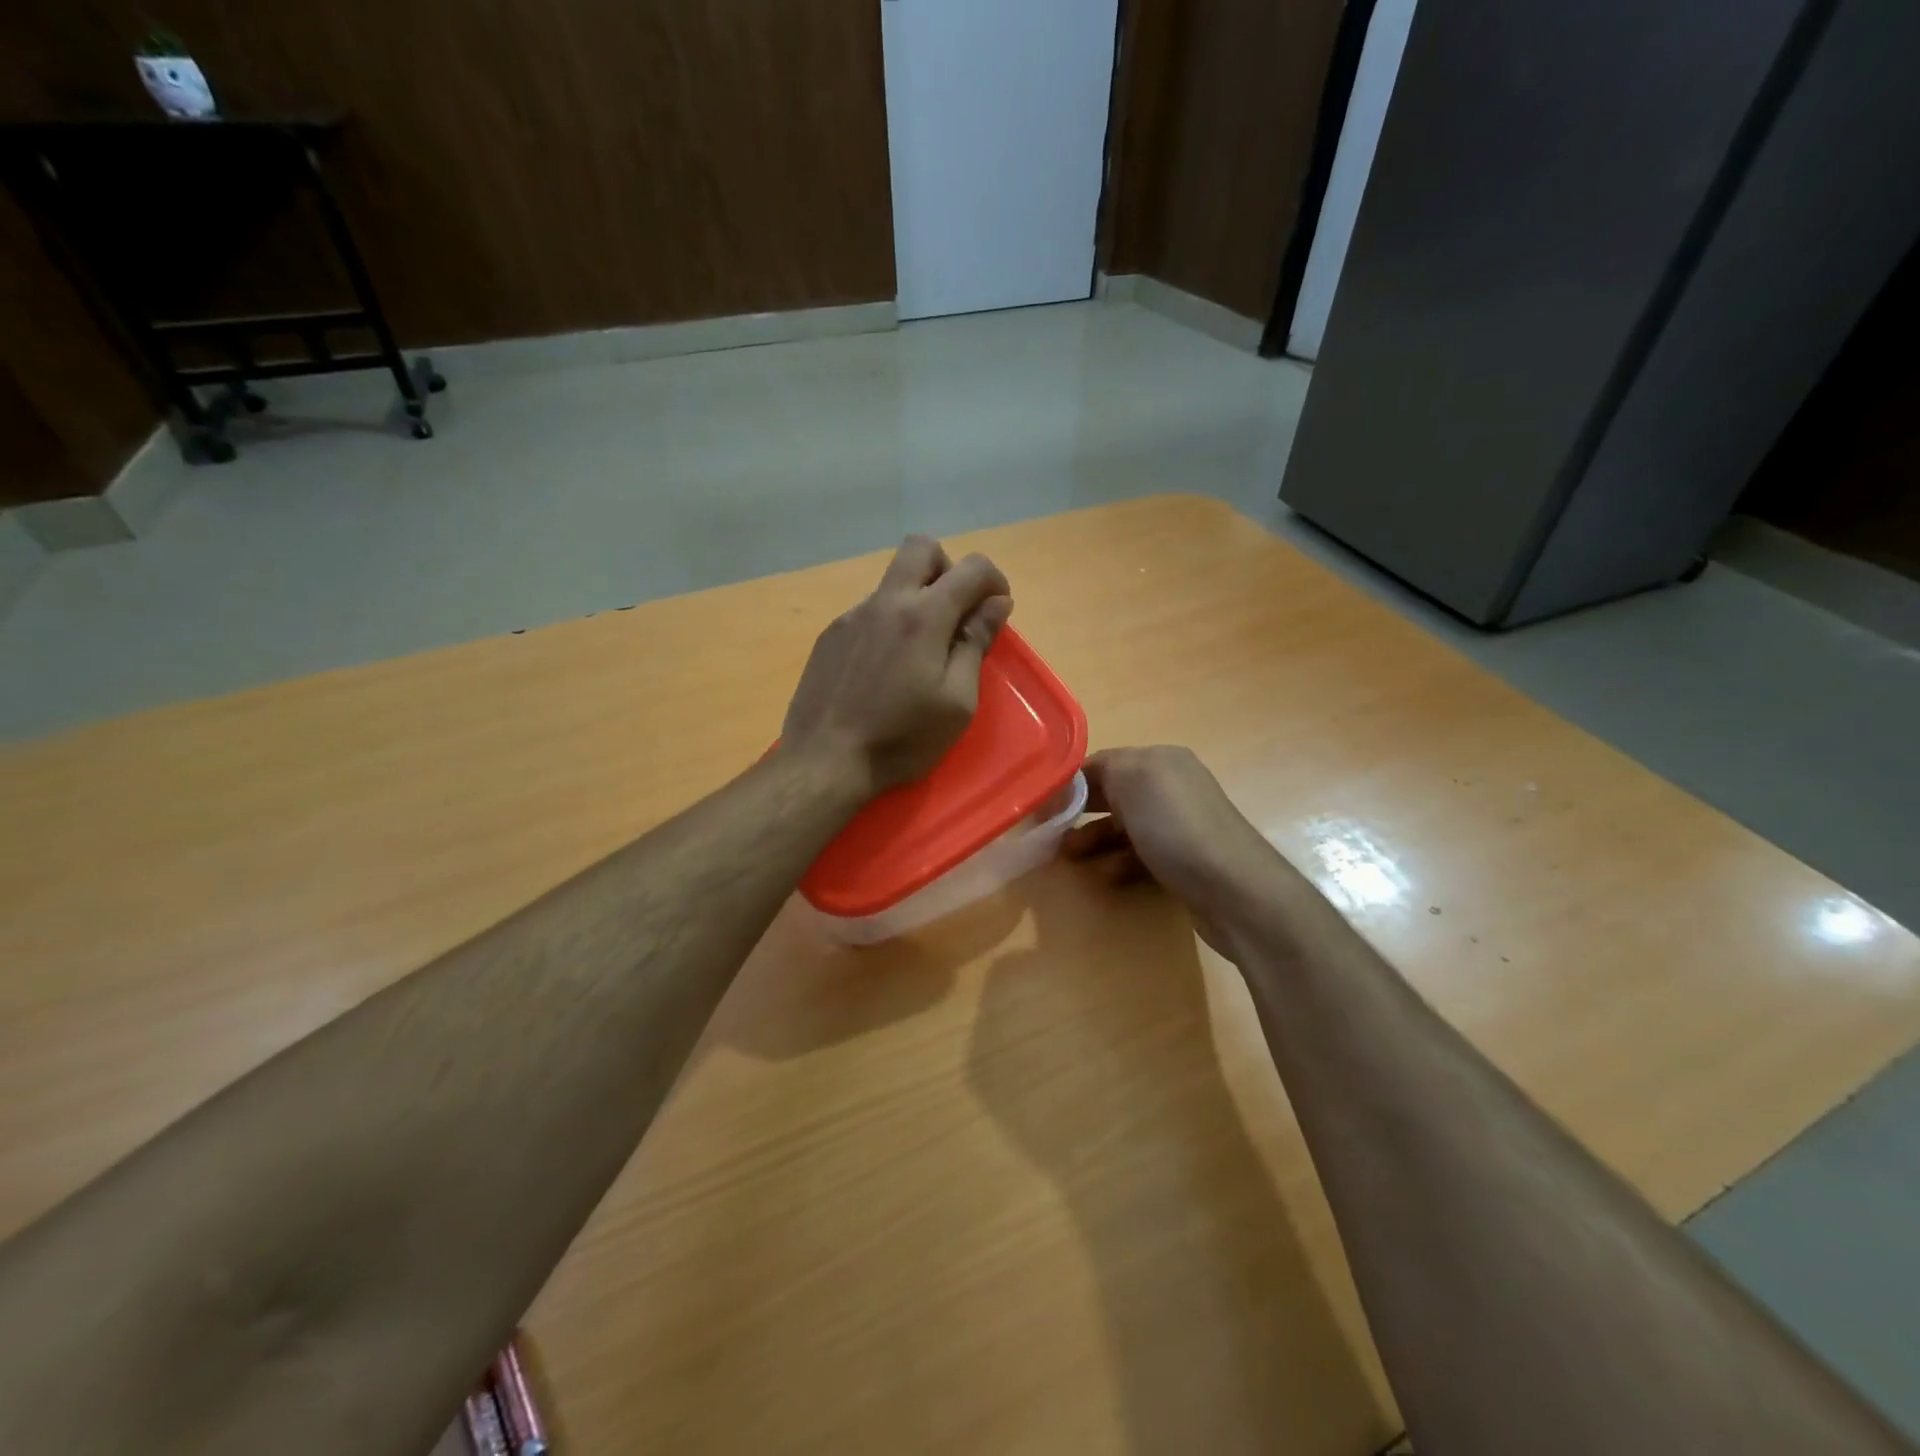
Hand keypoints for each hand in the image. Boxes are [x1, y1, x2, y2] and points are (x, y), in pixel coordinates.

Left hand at [783, 535, 1012, 796]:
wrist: (825, 761)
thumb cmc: (902, 739)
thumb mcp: (957, 701)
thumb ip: (977, 643)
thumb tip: (996, 602)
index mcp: (924, 616)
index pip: (971, 568)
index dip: (994, 580)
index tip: (996, 609)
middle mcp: (885, 601)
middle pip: (921, 548)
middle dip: (949, 568)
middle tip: (956, 613)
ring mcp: (851, 615)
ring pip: (892, 582)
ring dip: (916, 599)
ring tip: (919, 654)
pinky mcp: (830, 636)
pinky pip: (869, 611)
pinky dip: (889, 624)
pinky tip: (884, 670)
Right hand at [1064, 746, 1287, 952]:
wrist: (1236, 890)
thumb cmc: (1177, 829)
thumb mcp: (1133, 780)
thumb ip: (1102, 768)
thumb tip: (1078, 781)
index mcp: (1161, 760)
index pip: (1103, 762)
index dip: (1070, 783)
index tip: (1042, 808)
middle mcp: (1173, 786)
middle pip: (1113, 794)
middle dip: (1080, 812)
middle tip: (1050, 834)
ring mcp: (1182, 825)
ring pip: (1125, 827)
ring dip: (1095, 840)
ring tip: (1070, 858)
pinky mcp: (1186, 860)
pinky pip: (1142, 854)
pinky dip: (1120, 862)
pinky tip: (1108, 876)